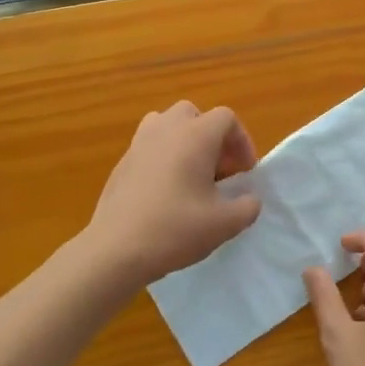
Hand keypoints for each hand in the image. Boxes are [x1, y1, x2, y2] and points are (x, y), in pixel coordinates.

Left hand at [87, 102, 261, 285]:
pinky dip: (162, 158)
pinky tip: (164, 193)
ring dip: (183, 142)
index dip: (241, 142)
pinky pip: (148, 147)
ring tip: (190, 174)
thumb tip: (249, 199)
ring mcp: (139, 144)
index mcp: (195, 136)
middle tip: (218, 169)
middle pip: (194, 114)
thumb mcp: (226, 224)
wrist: (116, 250)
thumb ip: (248, 206)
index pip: (226, 118)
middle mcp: (166, 129)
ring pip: (166, 125)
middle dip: (211, 137)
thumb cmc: (176, 229)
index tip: (244, 173)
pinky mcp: (121, 163)